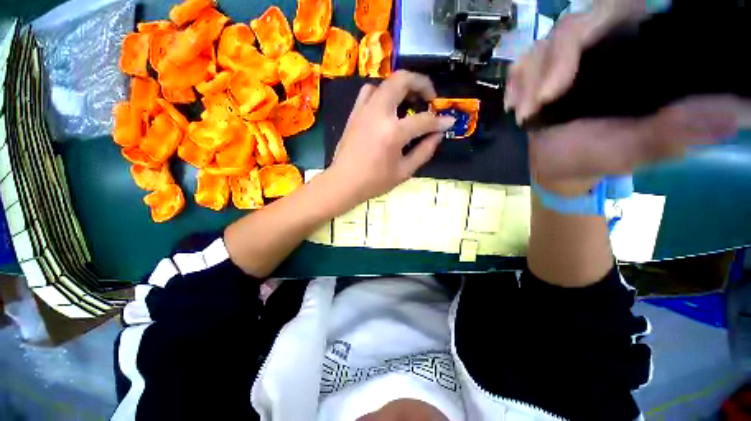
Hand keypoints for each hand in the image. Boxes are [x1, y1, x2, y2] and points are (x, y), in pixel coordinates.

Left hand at [328, 71, 455, 203]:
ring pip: (385, 83)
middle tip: (429, 98)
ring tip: (408, 101)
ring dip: (401, 86)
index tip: (449, 121)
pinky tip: (387, 108)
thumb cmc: (374, 182)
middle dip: (422, 83)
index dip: (440, 121)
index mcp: (393, 133)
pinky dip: (382, 93)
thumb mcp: (404, 171)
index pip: (423, 120)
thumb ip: (424, 151)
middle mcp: (379, 114)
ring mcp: (364, 110)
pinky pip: (369, 92)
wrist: (343, 183)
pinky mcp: (354, 113)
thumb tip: (438, 135)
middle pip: (402, 80)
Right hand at [506, 8, 746, 194]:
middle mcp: (604, 46)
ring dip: (528, 81)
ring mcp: (568, 59)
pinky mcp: (541, 72)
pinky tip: (515, 106)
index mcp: (636, 56)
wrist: (556, 166)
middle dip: (552, 63)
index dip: (599, 23)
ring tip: (525, 114)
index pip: (622, 11)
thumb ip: (675, 132)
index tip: (567, 77)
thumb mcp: (634, 150)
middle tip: (539, 103)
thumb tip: (733, 115)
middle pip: (575, 25)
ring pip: (543, 44)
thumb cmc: (595, 158)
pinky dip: (514, 83)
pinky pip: (522, 63)